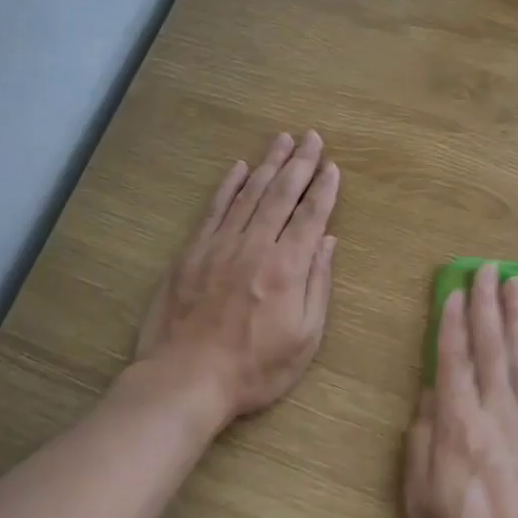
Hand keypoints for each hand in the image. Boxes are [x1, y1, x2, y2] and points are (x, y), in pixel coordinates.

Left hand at [137, 131, 338, 426]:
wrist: (186, 380)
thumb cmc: (254, 368)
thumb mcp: (304, 338)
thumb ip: (317, 285)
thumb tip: (326, 241)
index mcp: (287, 267)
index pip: (311, 216)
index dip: (324, 189)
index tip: (332, 166)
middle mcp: (255, 246)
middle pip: (281, 194)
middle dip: (300, 163)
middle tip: (312, 137)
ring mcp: (220, 245)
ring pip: (249, 193)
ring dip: (268, 164)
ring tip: (282, 140)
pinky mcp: (192, 251)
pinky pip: (214, 208)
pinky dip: (229, 185)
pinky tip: (239, 167)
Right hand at [402, 262, 517, 517]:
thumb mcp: (420, 505)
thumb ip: (420, 446)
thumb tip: (428, 400)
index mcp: (458, 429)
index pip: (453, 361)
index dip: (451, 322)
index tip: (453, 290)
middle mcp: (497, 416)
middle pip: (490, 348)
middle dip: (486, 305)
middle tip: (487, 268)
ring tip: (517, 282)